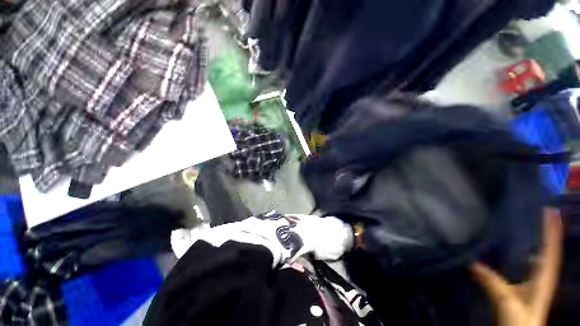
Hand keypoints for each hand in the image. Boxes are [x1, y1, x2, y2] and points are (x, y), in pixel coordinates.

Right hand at [471, 208, 562, 325]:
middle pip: (550, 251)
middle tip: (547, 214)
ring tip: (537, 228)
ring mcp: (538, 284)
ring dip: (544, 243)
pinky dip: (534, 256)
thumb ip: (492, 283)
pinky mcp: (530, 289)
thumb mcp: (506, 302)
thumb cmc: (519, 320)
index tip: (550, 211)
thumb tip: (473, 263)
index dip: (551, 231)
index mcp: (543, 279)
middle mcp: (544, 278)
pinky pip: (534, 267)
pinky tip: (525, 253)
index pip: (550, 251)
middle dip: (551, 233)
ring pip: (544, 259)